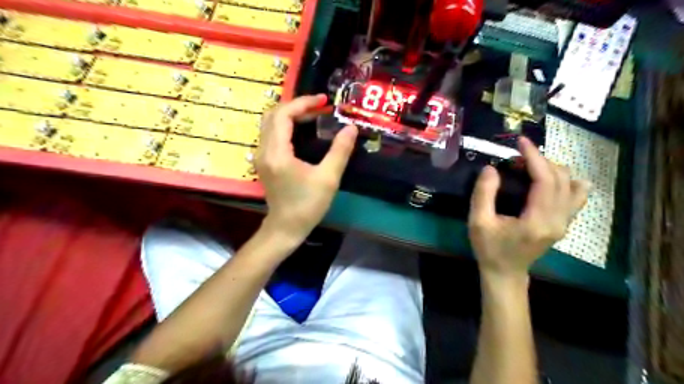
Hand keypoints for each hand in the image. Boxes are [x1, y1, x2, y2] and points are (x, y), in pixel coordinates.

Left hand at [255, 95, 358, 241]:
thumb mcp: (328, 178)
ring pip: (270, 123)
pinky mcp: (264, 161)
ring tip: (314, 115)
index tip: (324, 101)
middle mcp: (264, 150)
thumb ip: (340, 151)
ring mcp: (261, 156)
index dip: (303, 103)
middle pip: (273, 115)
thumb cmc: (307, 205)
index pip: (283, 115)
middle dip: (297, 105)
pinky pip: (272, 134)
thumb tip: (351, 128)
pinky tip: (303, 130)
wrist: (286, 228)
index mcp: (277, 153)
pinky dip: (286, 125)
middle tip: (319, 106)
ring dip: (291, 114)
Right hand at [468, 136, 590, 278]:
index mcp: (537, 220)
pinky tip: (555, 177)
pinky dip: (568, 181)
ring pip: (572, 185)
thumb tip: (491, 168)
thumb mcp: (478, 222)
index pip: (545, 180)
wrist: (506, 273)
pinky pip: (576, 196)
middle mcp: (558, 220)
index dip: (534, 157)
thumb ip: (483, 194)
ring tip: (530, 166)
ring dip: (552, 169)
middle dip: (541, 160)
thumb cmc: (489, 249)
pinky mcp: (564, 223)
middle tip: (517, 157)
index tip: (521, 141)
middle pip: (561, 179)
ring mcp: (565, 222)